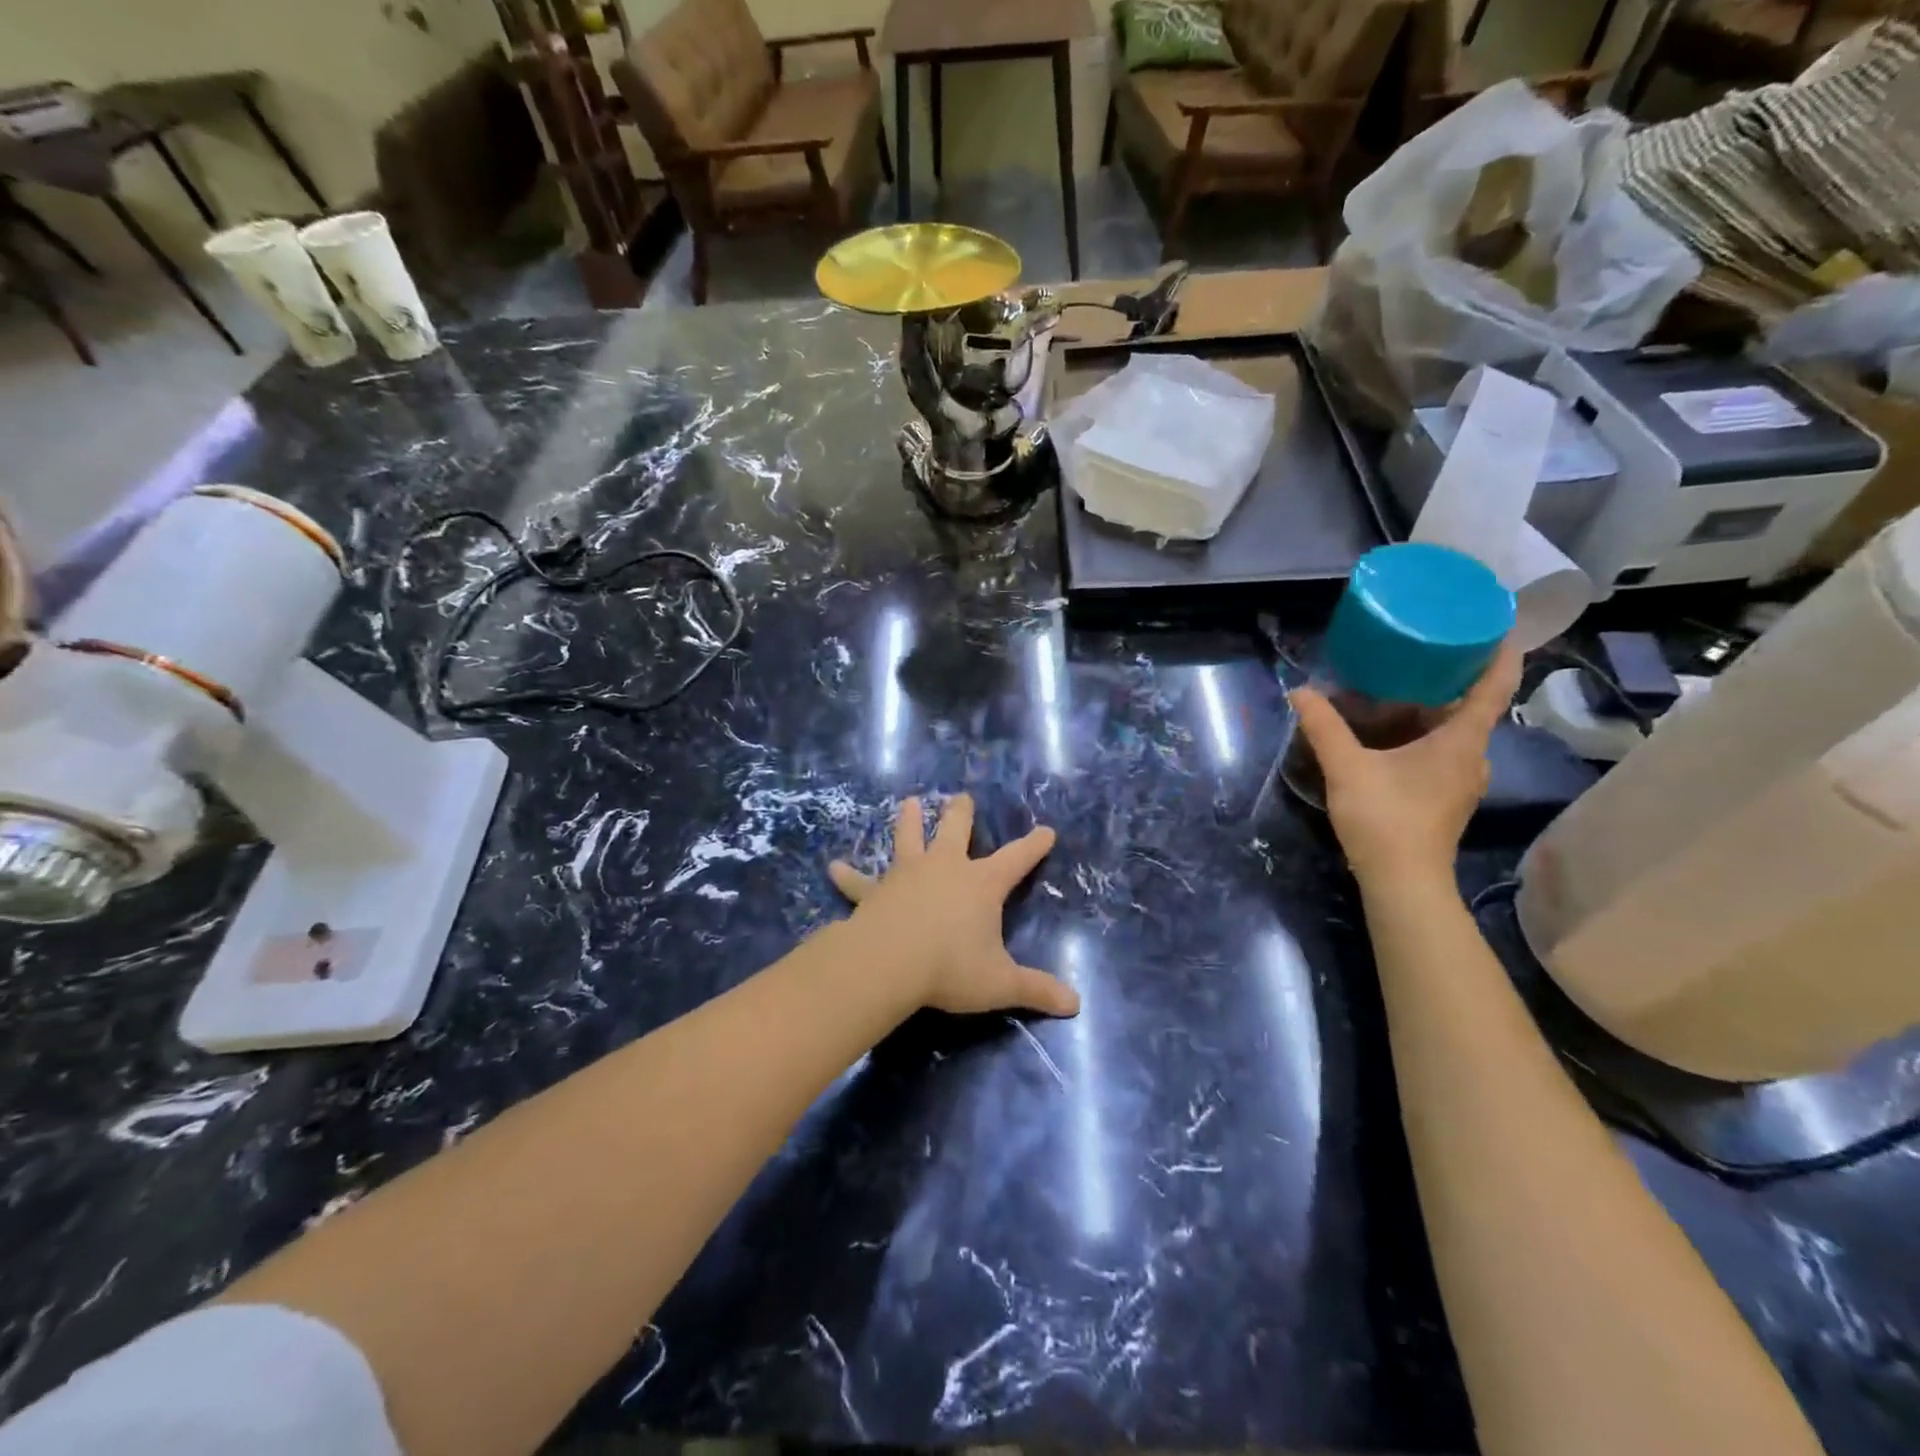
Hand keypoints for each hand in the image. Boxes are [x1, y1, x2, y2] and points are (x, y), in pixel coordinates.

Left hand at [829, 795, 1080, 1018]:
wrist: (890, 963)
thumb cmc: (951, 967)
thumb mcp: (1000, 983)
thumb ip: (1036, 990)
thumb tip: (1076, 1005)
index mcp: (981, 884)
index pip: (1016, 859)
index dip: (1033, 846)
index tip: (1046, 831)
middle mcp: (945, 869)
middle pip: (956, 831)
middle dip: (961, 814)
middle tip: (961, 797)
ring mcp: (907, 875)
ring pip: (909, 840)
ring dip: (909, 821)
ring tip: (909, 802)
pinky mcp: (875, 892)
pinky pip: (859, 882)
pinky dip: (847, 875)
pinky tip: (832, 867)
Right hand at [1291, 644, 1521, 887]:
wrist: (1403, 882)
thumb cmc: (1385, 817)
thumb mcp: (1347, 767)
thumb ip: (1324, 727)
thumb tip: (1300, 692)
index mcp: (1462, 741)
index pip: (1493, 686)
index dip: (1497, 653)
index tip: (1492, 624)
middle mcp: (1473, 757)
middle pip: (1469, 707)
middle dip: (1446, 680)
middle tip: (1415, 653)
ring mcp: (1462, 781)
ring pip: (1452, 733)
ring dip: (1429, 711)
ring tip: (1394, 690)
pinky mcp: (1445, 798)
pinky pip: (1441, 753)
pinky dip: (1421, 736)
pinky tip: (1387, 737)